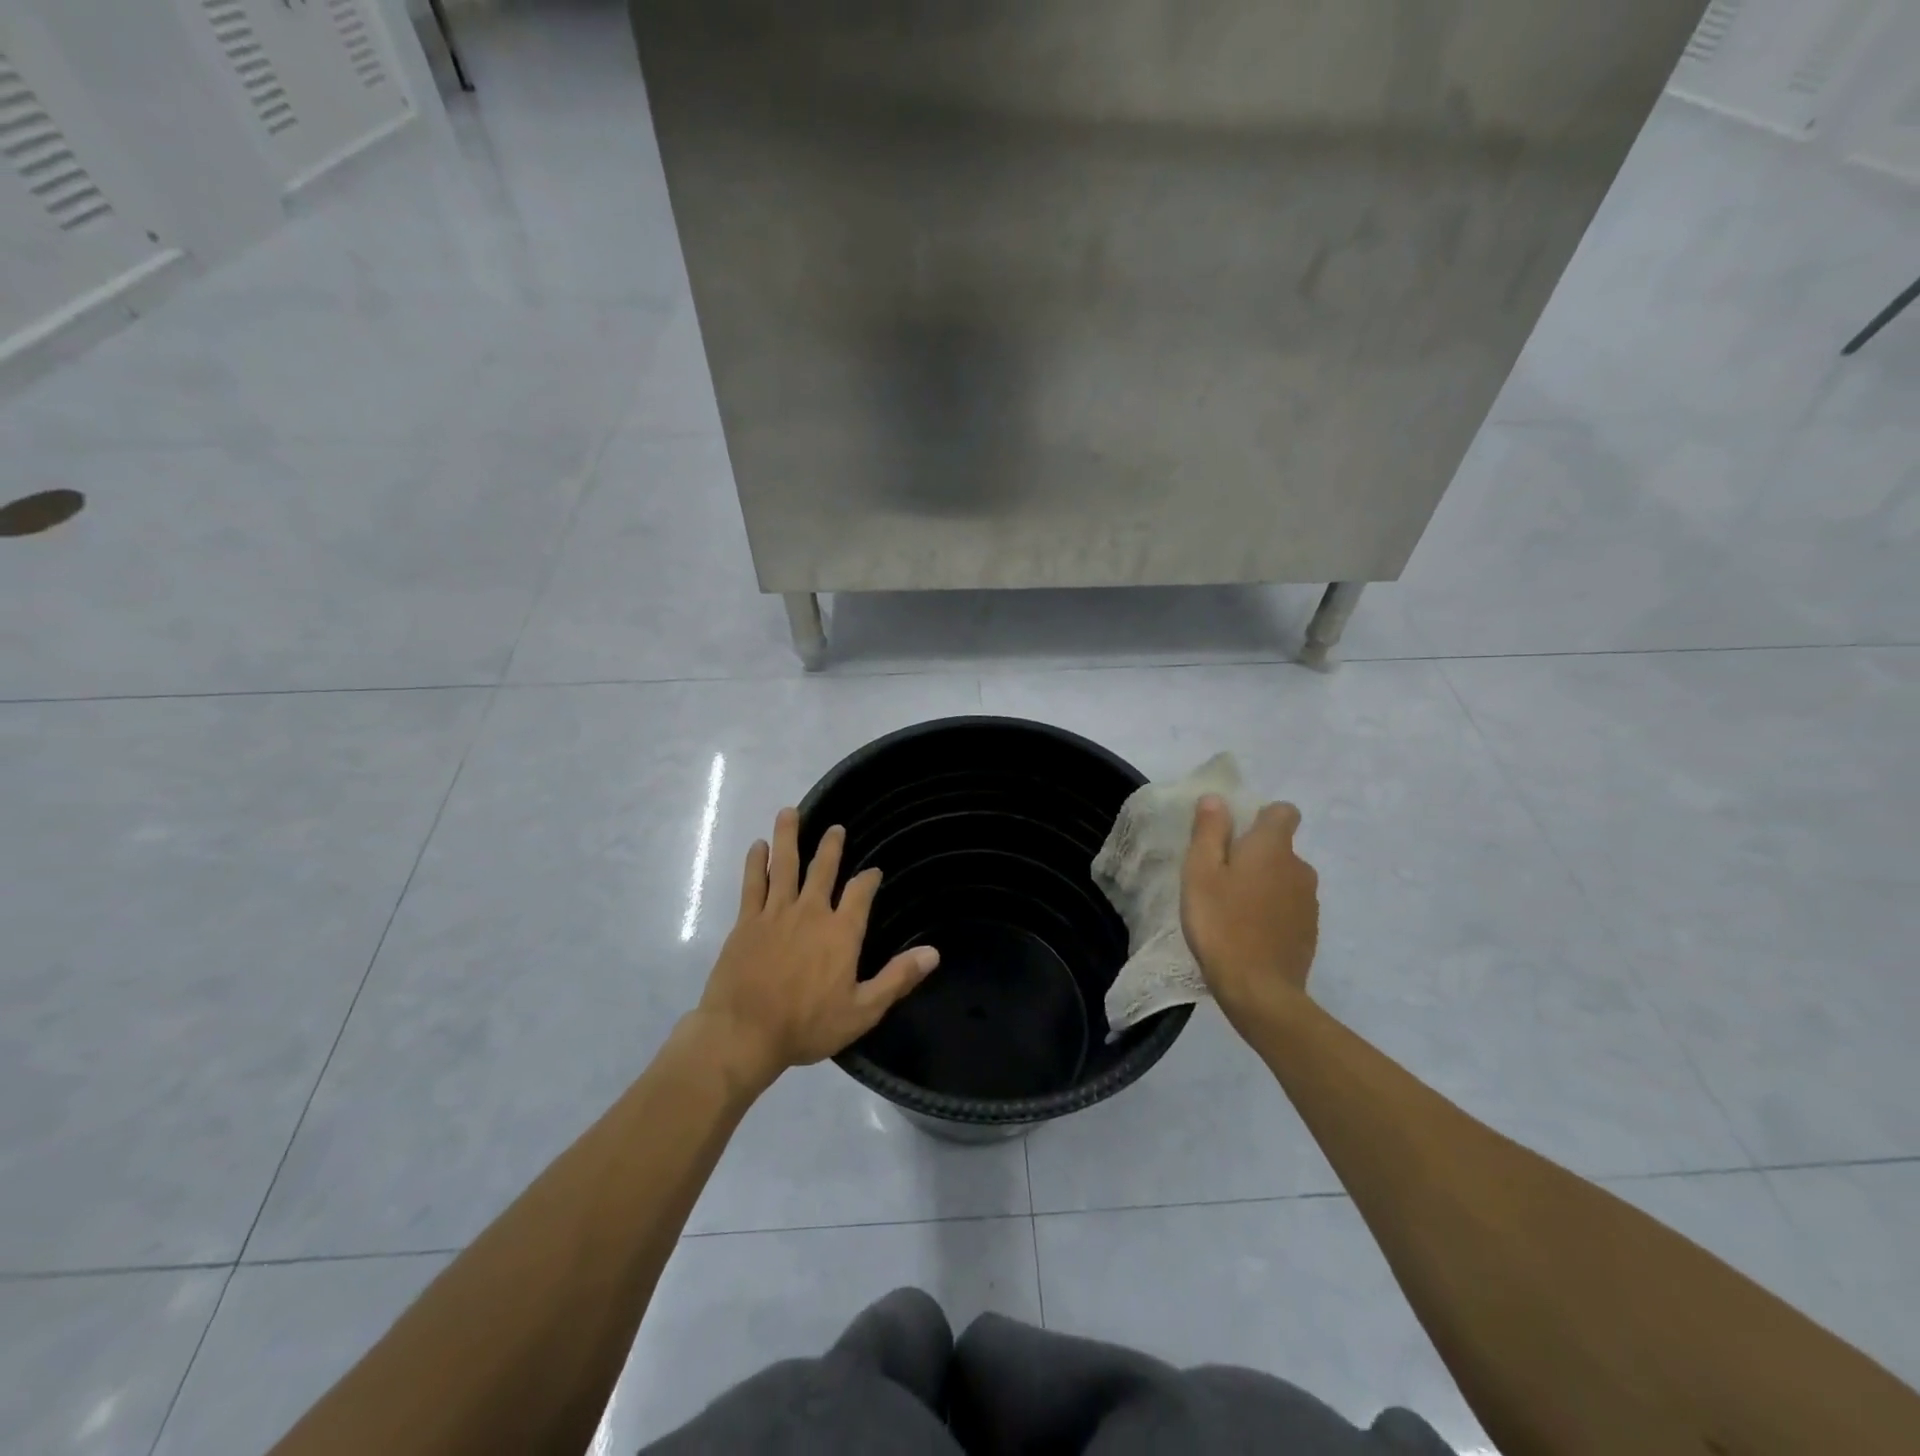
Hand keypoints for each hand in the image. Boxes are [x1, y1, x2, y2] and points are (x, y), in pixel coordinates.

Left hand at [694, 808, 938, 1088]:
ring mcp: (776, 913)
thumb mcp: (862, 1010)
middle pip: (822, 869)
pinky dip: (756, 862)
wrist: (744, 1033)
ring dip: (788, 836)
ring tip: (789, 811)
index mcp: (841, 932)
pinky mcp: (747, 921)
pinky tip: (758, 845)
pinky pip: (753, 883)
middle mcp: (811, 912)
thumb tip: (933, 953)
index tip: (873, 871)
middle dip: (831, 846)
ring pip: (784, 865)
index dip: (868, 879)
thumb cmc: (806, 1025)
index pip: (860, 893)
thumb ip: (897, 978)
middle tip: (835, 828)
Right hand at [1181, 795, 1319, 1032]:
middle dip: (1256, 856)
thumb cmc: (1221, 923)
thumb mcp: (1200, 872)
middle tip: (1221, 880)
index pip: (1283, 812)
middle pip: (1280, 848)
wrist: (1259, 990)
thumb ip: (1209, 831)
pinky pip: (1289, 908)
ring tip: (1232, 910)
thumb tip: (1217, 799)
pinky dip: (1272, 913)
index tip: (1235, 836)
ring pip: (1285, 879)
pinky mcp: (1309, 932)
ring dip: (1264, 886)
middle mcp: (1300, 868)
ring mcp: (1309, 902)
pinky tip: (1248, 934)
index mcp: (1273, 847)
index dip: (1261, 817)